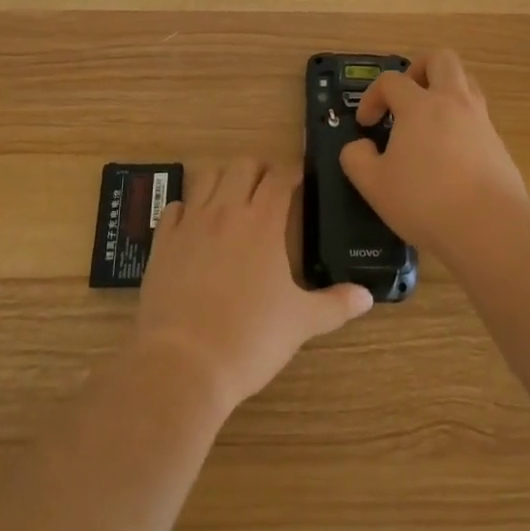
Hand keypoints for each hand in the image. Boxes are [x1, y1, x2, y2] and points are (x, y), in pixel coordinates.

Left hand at [136, 158, 373, 413]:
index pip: (280, 176)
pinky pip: (175, 207)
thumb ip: (335, 304)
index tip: (300, 179)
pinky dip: (187, 208)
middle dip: (259, 169)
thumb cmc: (249, 340)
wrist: (182, 365)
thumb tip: (367, 296)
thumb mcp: (301, 323)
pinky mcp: (163, 242)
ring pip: (207, 176)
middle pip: (243, 165)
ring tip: (233, 198)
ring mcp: (191, 223)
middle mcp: (227, 210)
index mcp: (264, 222)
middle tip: (269, 188)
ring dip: (223, 179)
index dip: (292, 172)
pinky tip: (193, 224)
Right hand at [340, 49, 527, 258]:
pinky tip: (451, 155)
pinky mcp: (499, 143)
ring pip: (466, 82)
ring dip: (445, 91)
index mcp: (420, 105)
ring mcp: (480, 120)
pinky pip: (478, 117)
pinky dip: (461, 123)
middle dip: (419, 69)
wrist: (489, 227)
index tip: (366, 124)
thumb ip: (356, 159)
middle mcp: (453, 102)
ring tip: (429, 121)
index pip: (391, 81)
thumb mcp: (374, 185)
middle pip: (441, 59)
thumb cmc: (425, 201)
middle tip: (406, 97)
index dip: (372, 96)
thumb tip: (359, 146)